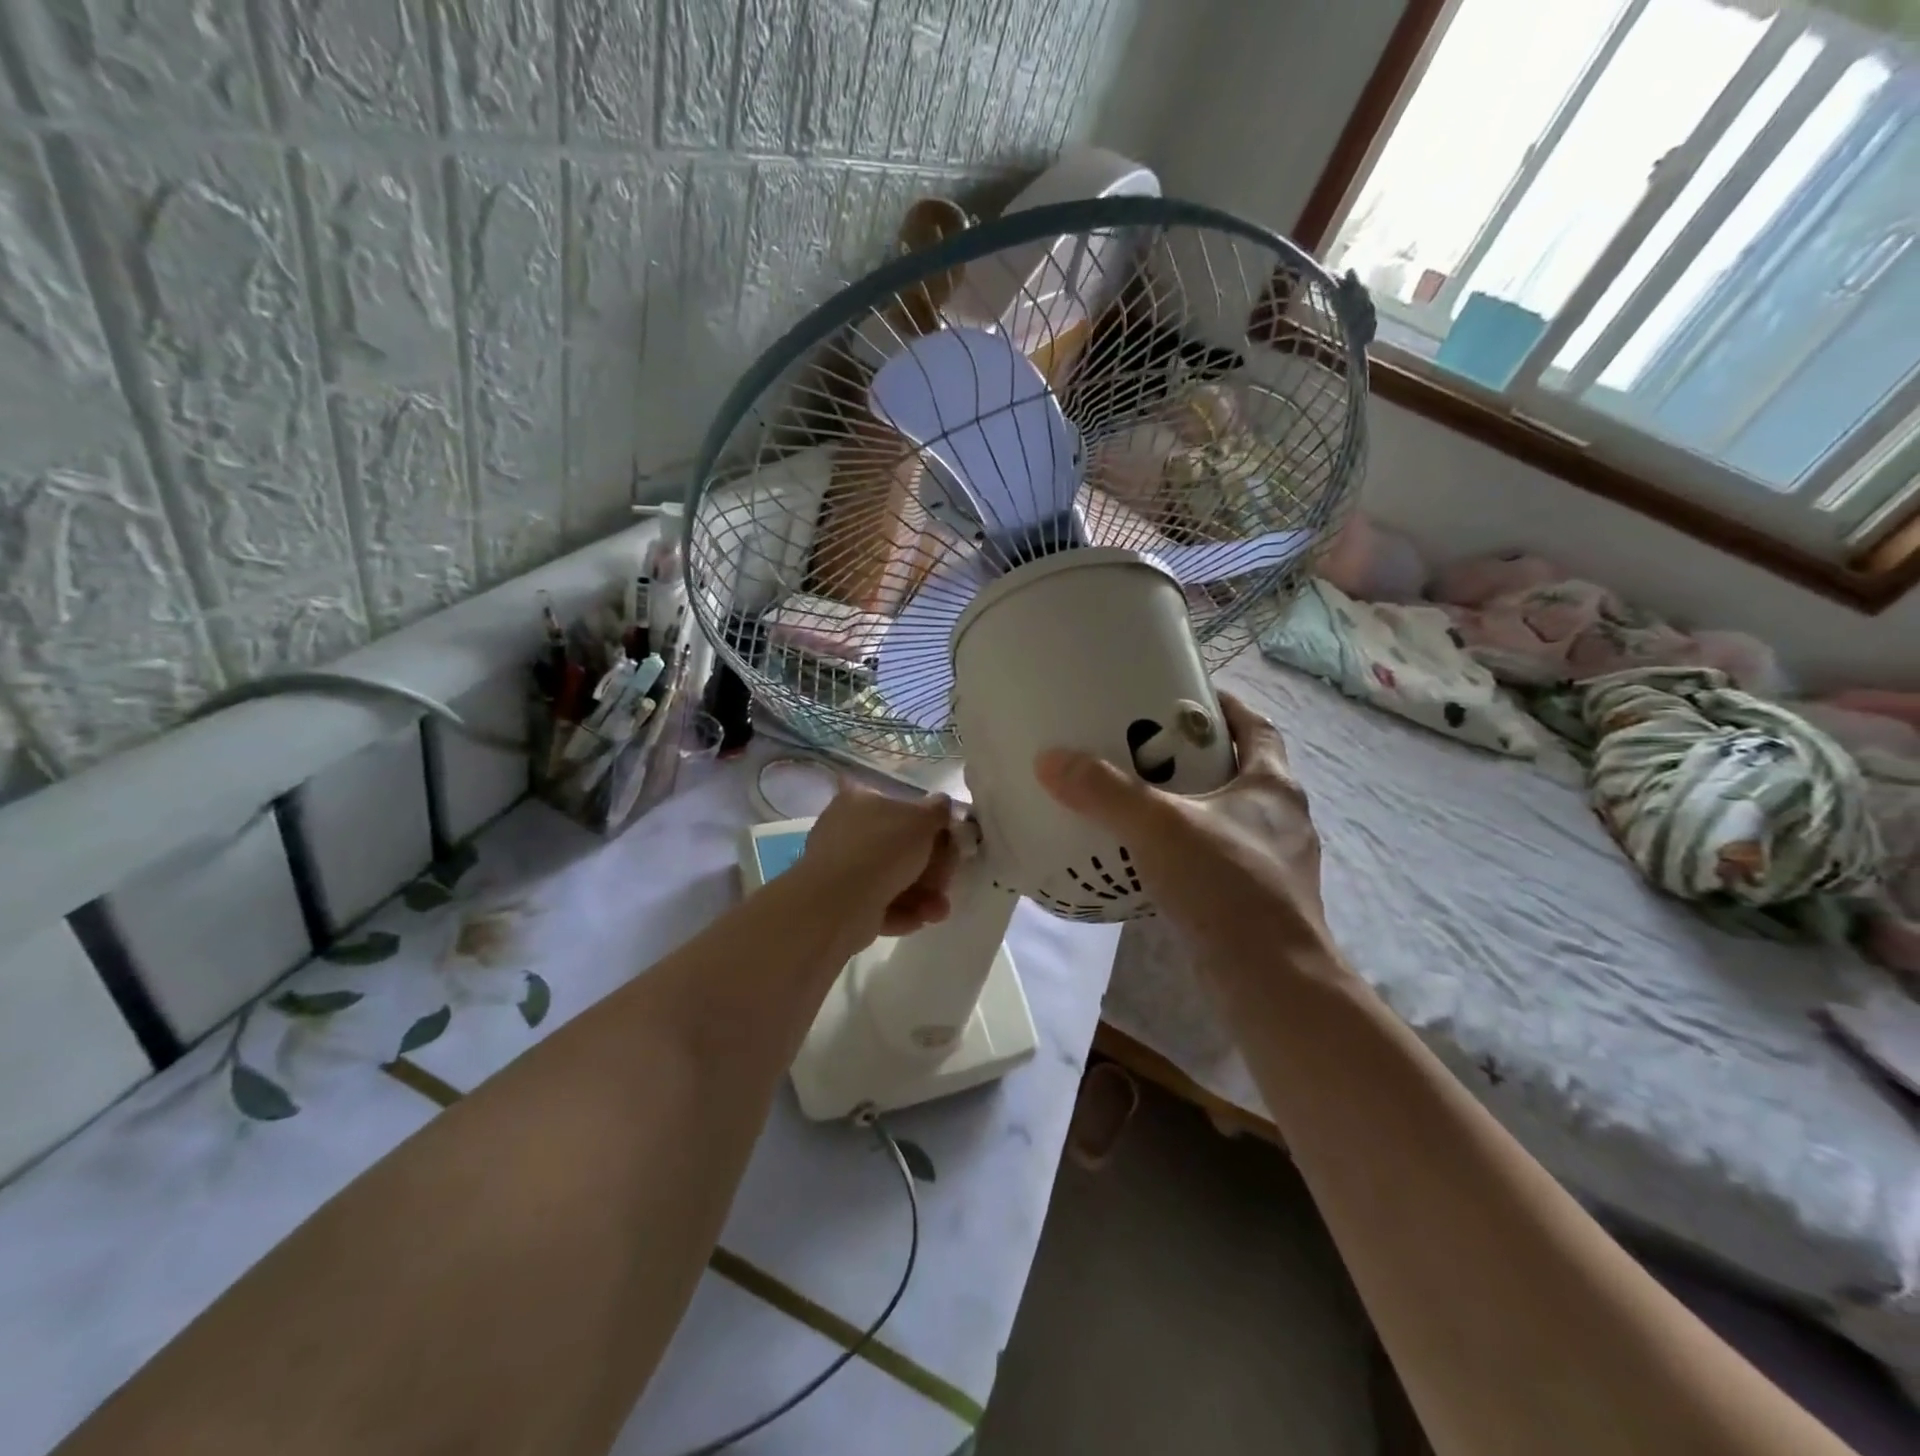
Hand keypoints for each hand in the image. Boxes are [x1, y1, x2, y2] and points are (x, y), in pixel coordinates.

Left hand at [794, 782, 958, 942]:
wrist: (839, 903)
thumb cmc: (882, 848)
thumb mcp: (922, 819)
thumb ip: (938, 810)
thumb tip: (942, 804)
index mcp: (859, 800)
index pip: (899, 806)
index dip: (928, 825)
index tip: (950, 842)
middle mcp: (846, 830)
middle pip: (900, 846)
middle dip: (931, 867)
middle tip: (947, 879)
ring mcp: (842, 868)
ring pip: (893, 878)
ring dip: (923, 894)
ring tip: (939, 910)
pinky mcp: (842, 903)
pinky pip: (880, 903)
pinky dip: (903, 911)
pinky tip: (921, 919)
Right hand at [1034, 693, 1328, 948]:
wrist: (1272, 982)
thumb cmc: (1227, 886)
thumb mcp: (1159, 827)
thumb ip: (1105, 792)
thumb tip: (1051, 759)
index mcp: (1272, 785)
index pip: (1256, 726)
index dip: (1226, 707)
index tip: (1187, 697)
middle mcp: (1282, 819)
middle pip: (1242, 770)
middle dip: (1199, 756)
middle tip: (1146, 749)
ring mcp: (1275, 864)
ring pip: (1230, 818)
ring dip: (1194, 806)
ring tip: (1142, 803)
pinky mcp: (1258, 901)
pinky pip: (1220, 859)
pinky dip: (1190, 851)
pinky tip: (1154, 860)